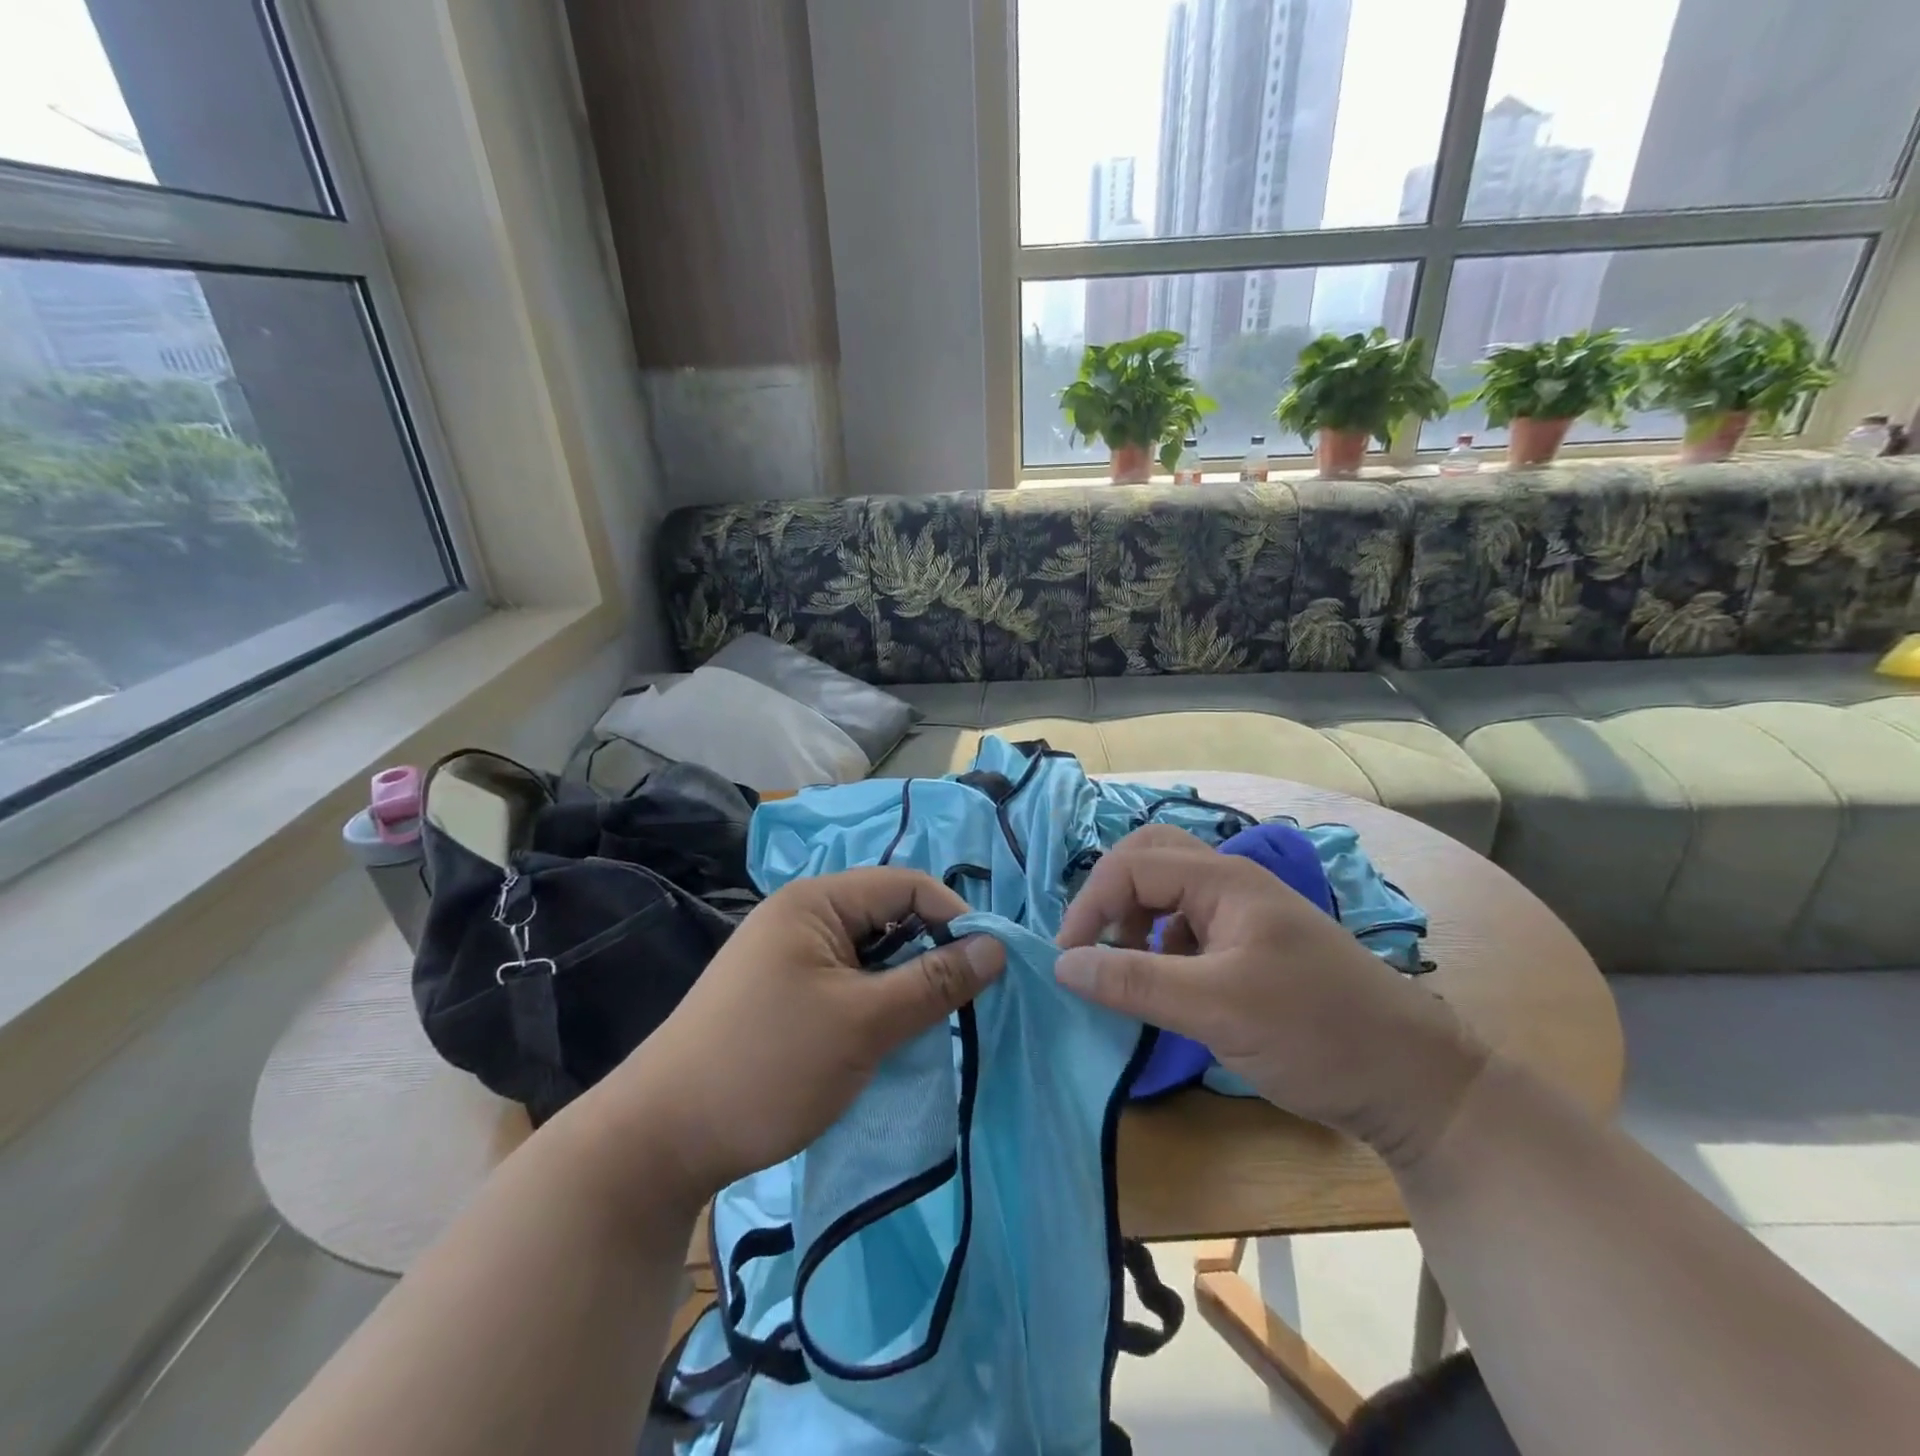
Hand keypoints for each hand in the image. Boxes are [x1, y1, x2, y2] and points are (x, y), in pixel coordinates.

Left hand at [580, 869, 1004, 1211]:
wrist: (661, 1140)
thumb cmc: (769, 1065)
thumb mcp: (864, 1023)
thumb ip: (935, 982)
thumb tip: (997, 948)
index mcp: (817, 901)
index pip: (908, 886)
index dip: (954, 919)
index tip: (988, 970)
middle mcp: (803, 916)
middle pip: (890, 916)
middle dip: (930, 954)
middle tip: (960, 1005)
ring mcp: (789, 955)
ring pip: (871, 953)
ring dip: (904, 984)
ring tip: (927, 1026)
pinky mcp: (783, 993)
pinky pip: (848, 981)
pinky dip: (876, 1003)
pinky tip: (887, 1037)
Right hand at [1055, 827, 1488, 1168]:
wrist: (1414, 1082)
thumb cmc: (1316, 1032)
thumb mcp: (1215, 1009)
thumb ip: (1134, 982)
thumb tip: (1062, 965)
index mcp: (1224, 880)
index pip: (1132, 864)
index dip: (1091, 904)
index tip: (1068, 960)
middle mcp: (1231, 884)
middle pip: (1150, 859)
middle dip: (1111, 896)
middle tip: (1094, 945)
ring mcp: (1245, 915)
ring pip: (1167, 893)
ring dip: (1134, 921)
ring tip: (1127, 970)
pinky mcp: (1252, 947)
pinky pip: (1187, 927)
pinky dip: (1160, 946)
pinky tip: (1166, 986)